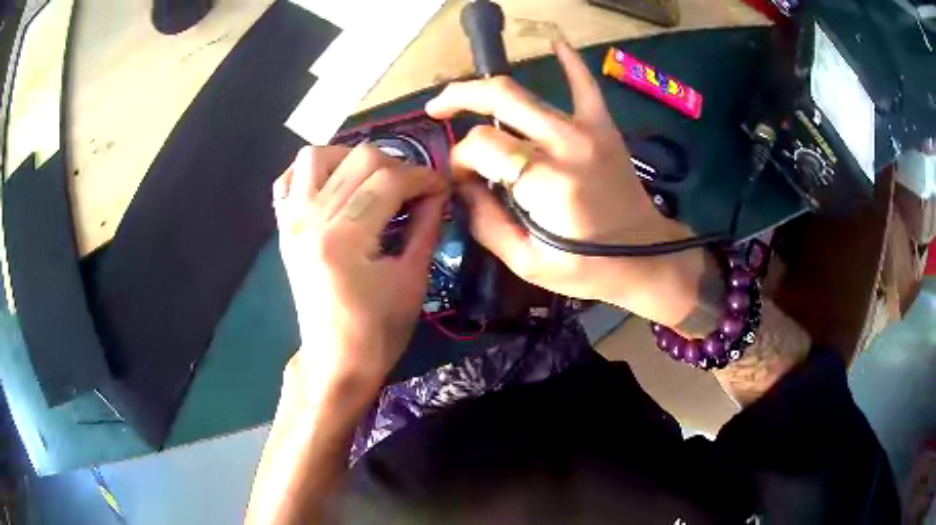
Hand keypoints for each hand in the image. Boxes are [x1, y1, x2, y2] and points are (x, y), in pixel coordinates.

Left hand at [273, 145, 446, 399]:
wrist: (335, 359)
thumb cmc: (379, 330)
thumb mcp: (412, 279)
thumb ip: (426, 226)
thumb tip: (439, 191)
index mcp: (345, 239)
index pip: (390, 181)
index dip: (424, 177)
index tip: (442, 186)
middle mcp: (312, 220)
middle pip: (359, 159)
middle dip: (398, 165)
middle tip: (415, 188)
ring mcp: (292, 221)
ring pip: (318, 155)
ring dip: (352, 158)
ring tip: (373, 180)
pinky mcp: (284, 227)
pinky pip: (289, 180)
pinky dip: (312, 172)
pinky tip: (334, 186)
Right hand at [426, 41, 707, 327]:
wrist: (648, 260)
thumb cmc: (591, 270)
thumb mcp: (528, 264)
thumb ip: (486, 224)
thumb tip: (463, 187)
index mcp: (546, 183)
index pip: (482, 147)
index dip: (461, 159)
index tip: (462, 179)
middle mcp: (565, 145)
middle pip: (499, 99)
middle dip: (459, 98)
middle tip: (437, 109)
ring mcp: (588, 131)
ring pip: (526, 93)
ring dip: (488, 89)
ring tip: (464, 96)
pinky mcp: (604, 128)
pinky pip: (585, 86)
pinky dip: (571, 62)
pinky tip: (556, 42)